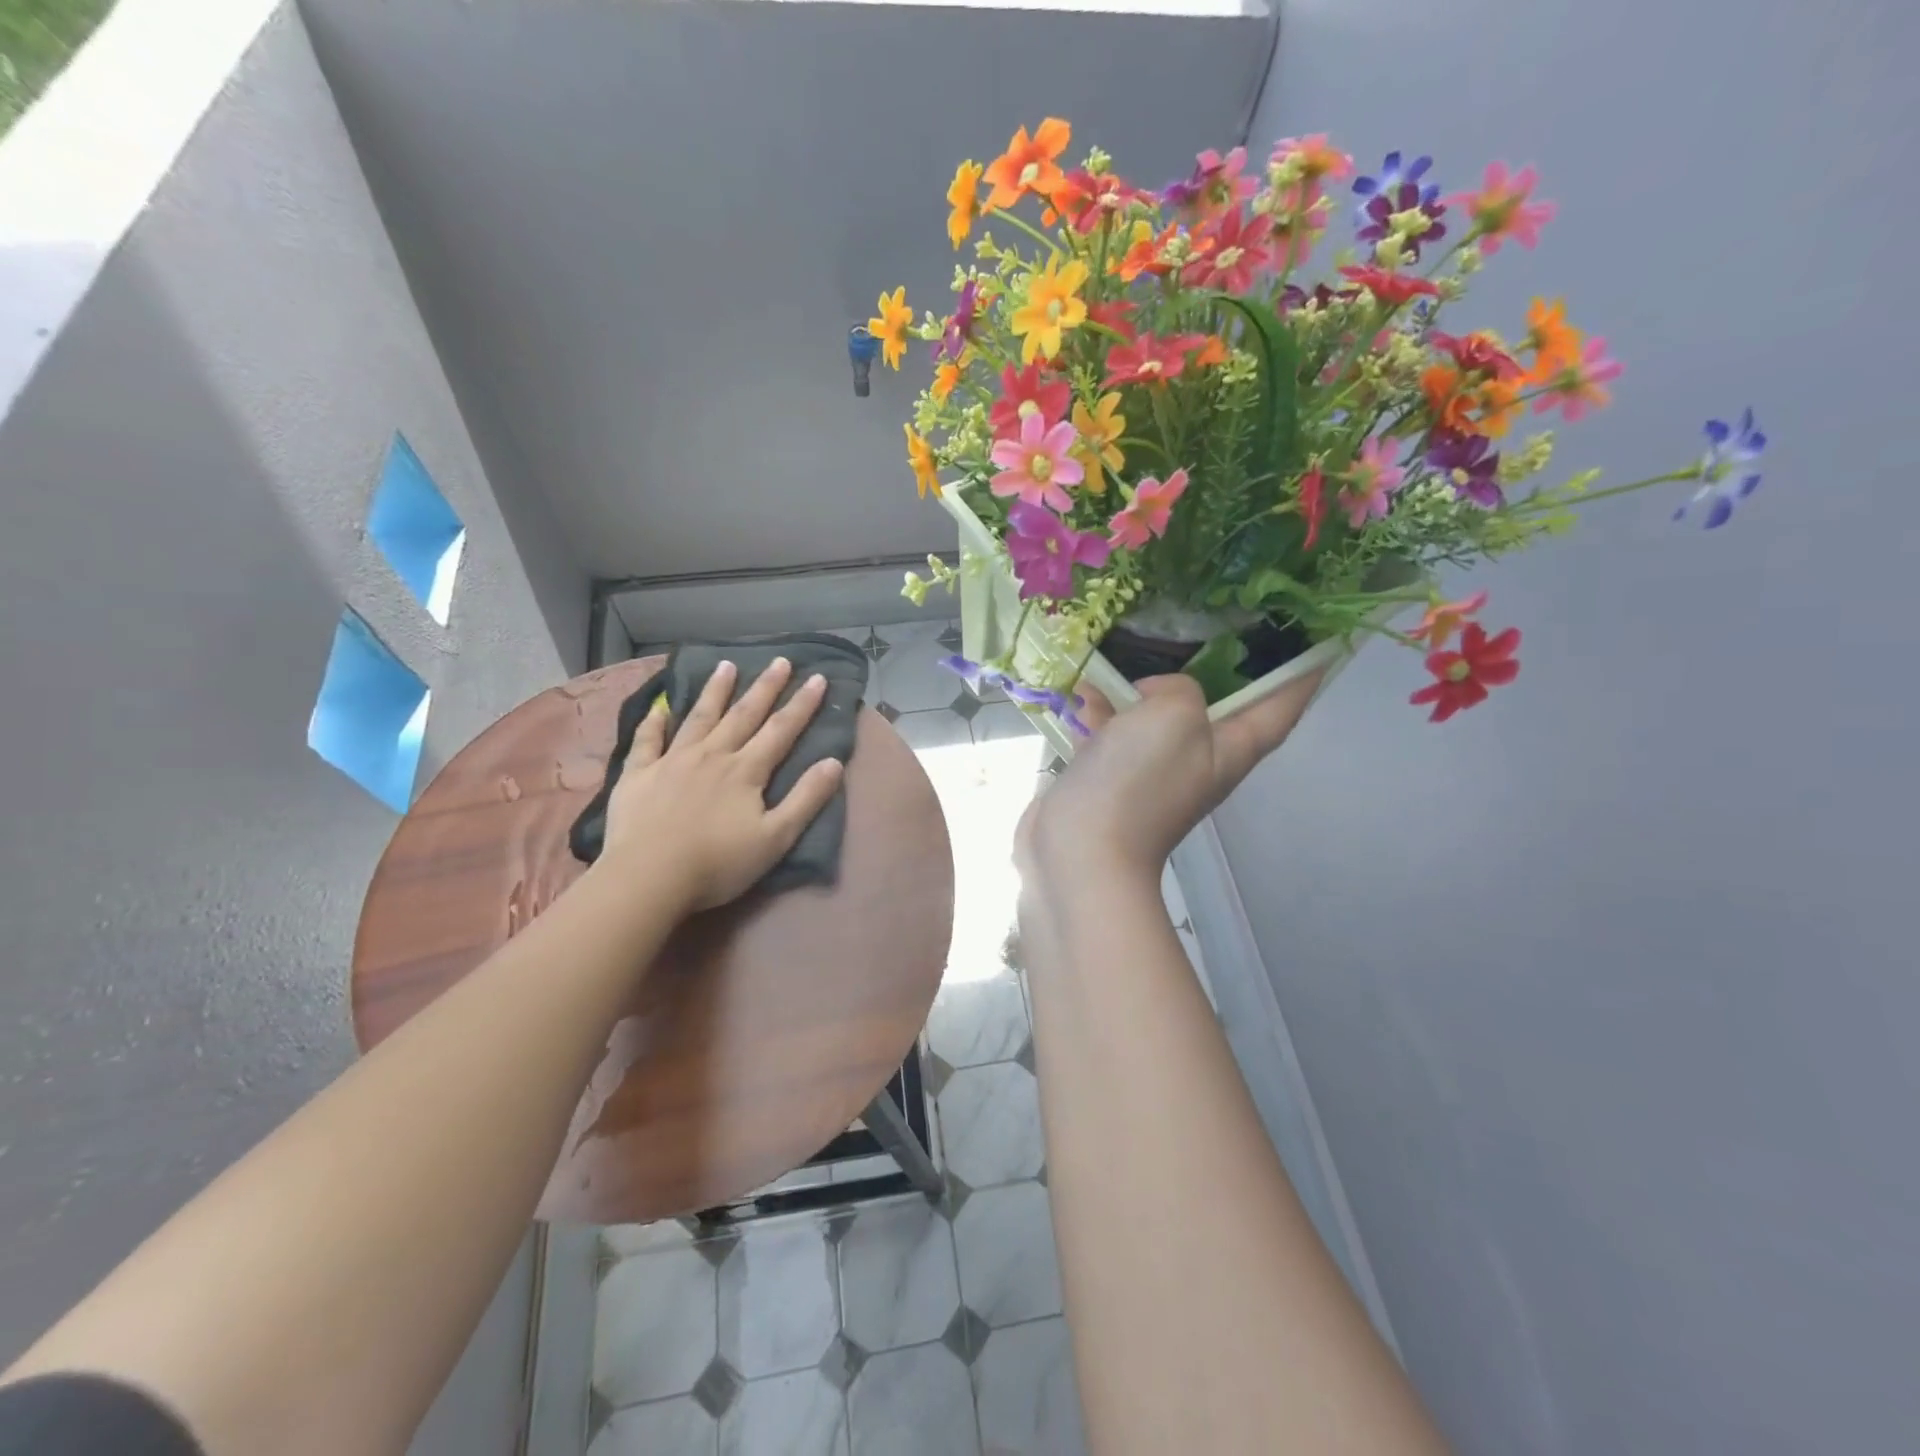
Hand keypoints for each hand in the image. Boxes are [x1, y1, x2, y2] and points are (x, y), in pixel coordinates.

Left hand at [601, 658, 845, 911]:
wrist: (649, 877)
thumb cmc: (718, 863)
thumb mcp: (776, 838)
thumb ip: (806, 799)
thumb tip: (834, 762)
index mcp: (746, 771)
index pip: (781, 730)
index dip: (802, 704)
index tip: (818, 677)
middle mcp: (712, 755)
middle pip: (744, 714)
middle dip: (765, 687)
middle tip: (780, 661)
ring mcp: (672, 760)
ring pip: (699, 717)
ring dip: (716, 690)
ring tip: (726, 665)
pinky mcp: (639, 774)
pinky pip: (648, 739)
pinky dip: (655, 720)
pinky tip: (661, 705)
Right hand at [1017, 670, 1320, 887]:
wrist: (1081, 849)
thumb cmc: (1140, 781)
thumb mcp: (1176, 714)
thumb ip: (1180, 688)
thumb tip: (1151, 697)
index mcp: (1232, 748)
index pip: (1282, 705)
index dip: (1304, 672)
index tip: (1321, 640)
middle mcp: (1199, 759)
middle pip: (1219, 707)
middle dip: (1219, 668)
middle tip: (1215, 626)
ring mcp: (1153, 771)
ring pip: (1158, 716)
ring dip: (1144, 688)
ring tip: (1126, 650)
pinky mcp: (1111, 777)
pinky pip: (1114, 732)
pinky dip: (1101, 712)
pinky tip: (1080, 694)